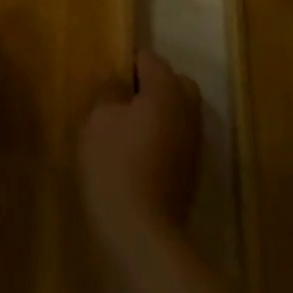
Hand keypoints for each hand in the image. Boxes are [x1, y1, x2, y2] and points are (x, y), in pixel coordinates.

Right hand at [80, 49, 201, 249]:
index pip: (149, 58)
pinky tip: (140, 154)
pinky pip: (179, 137)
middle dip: (152, 85)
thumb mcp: (98, 120)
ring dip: (160, 113)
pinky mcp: (193, 170)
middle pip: (174, 81)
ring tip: (129, 129)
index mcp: (165, 89)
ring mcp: (194, 141)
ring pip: (180, 110)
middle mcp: (187, 109)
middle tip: (123, 102)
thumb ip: (109, 92)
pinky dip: (164, 137)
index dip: (127, 65)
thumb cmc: (115, 166)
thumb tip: (118, 82)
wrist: (142, 234)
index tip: (108, 82)